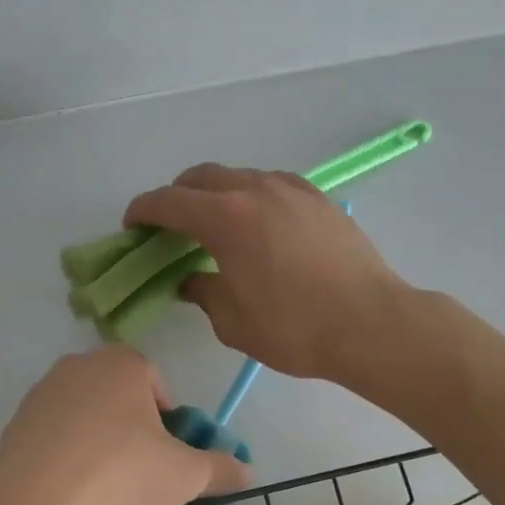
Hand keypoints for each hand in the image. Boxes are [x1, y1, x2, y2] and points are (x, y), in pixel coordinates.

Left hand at [0, 347, 251, 504]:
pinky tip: (70, 485)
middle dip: (130, 423)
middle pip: (116, 392)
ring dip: (95, 436)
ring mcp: (42, 392)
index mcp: (122, 363)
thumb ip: (220, 469)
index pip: (155, 380)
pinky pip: (51, 432)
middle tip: (139, 465)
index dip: (166, 415)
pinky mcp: (15, 422)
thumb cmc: (122, 472)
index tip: (166, 449)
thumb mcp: (184, 475)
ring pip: (82, 410)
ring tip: (102, 479)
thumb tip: (248, 472)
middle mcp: (79, 365)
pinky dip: (64, 451)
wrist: (40, 500)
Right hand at [126, 165, 408, 378]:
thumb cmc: (294, 328)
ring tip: (216, 226)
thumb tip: (190, 281)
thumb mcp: (232, 321)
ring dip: (215, 194)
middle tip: (170, 228)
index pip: (168, 201)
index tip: (132, 227)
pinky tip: (259, 225)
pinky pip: (271, 184)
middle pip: (200, 177)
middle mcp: (255, 190)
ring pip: (238, 176)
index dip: (142, 210)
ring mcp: (291, 189)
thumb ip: (202, 292)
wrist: (371, 323)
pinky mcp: (318, 198)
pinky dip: (251, 196)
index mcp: (226, 218)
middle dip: (176, 197)